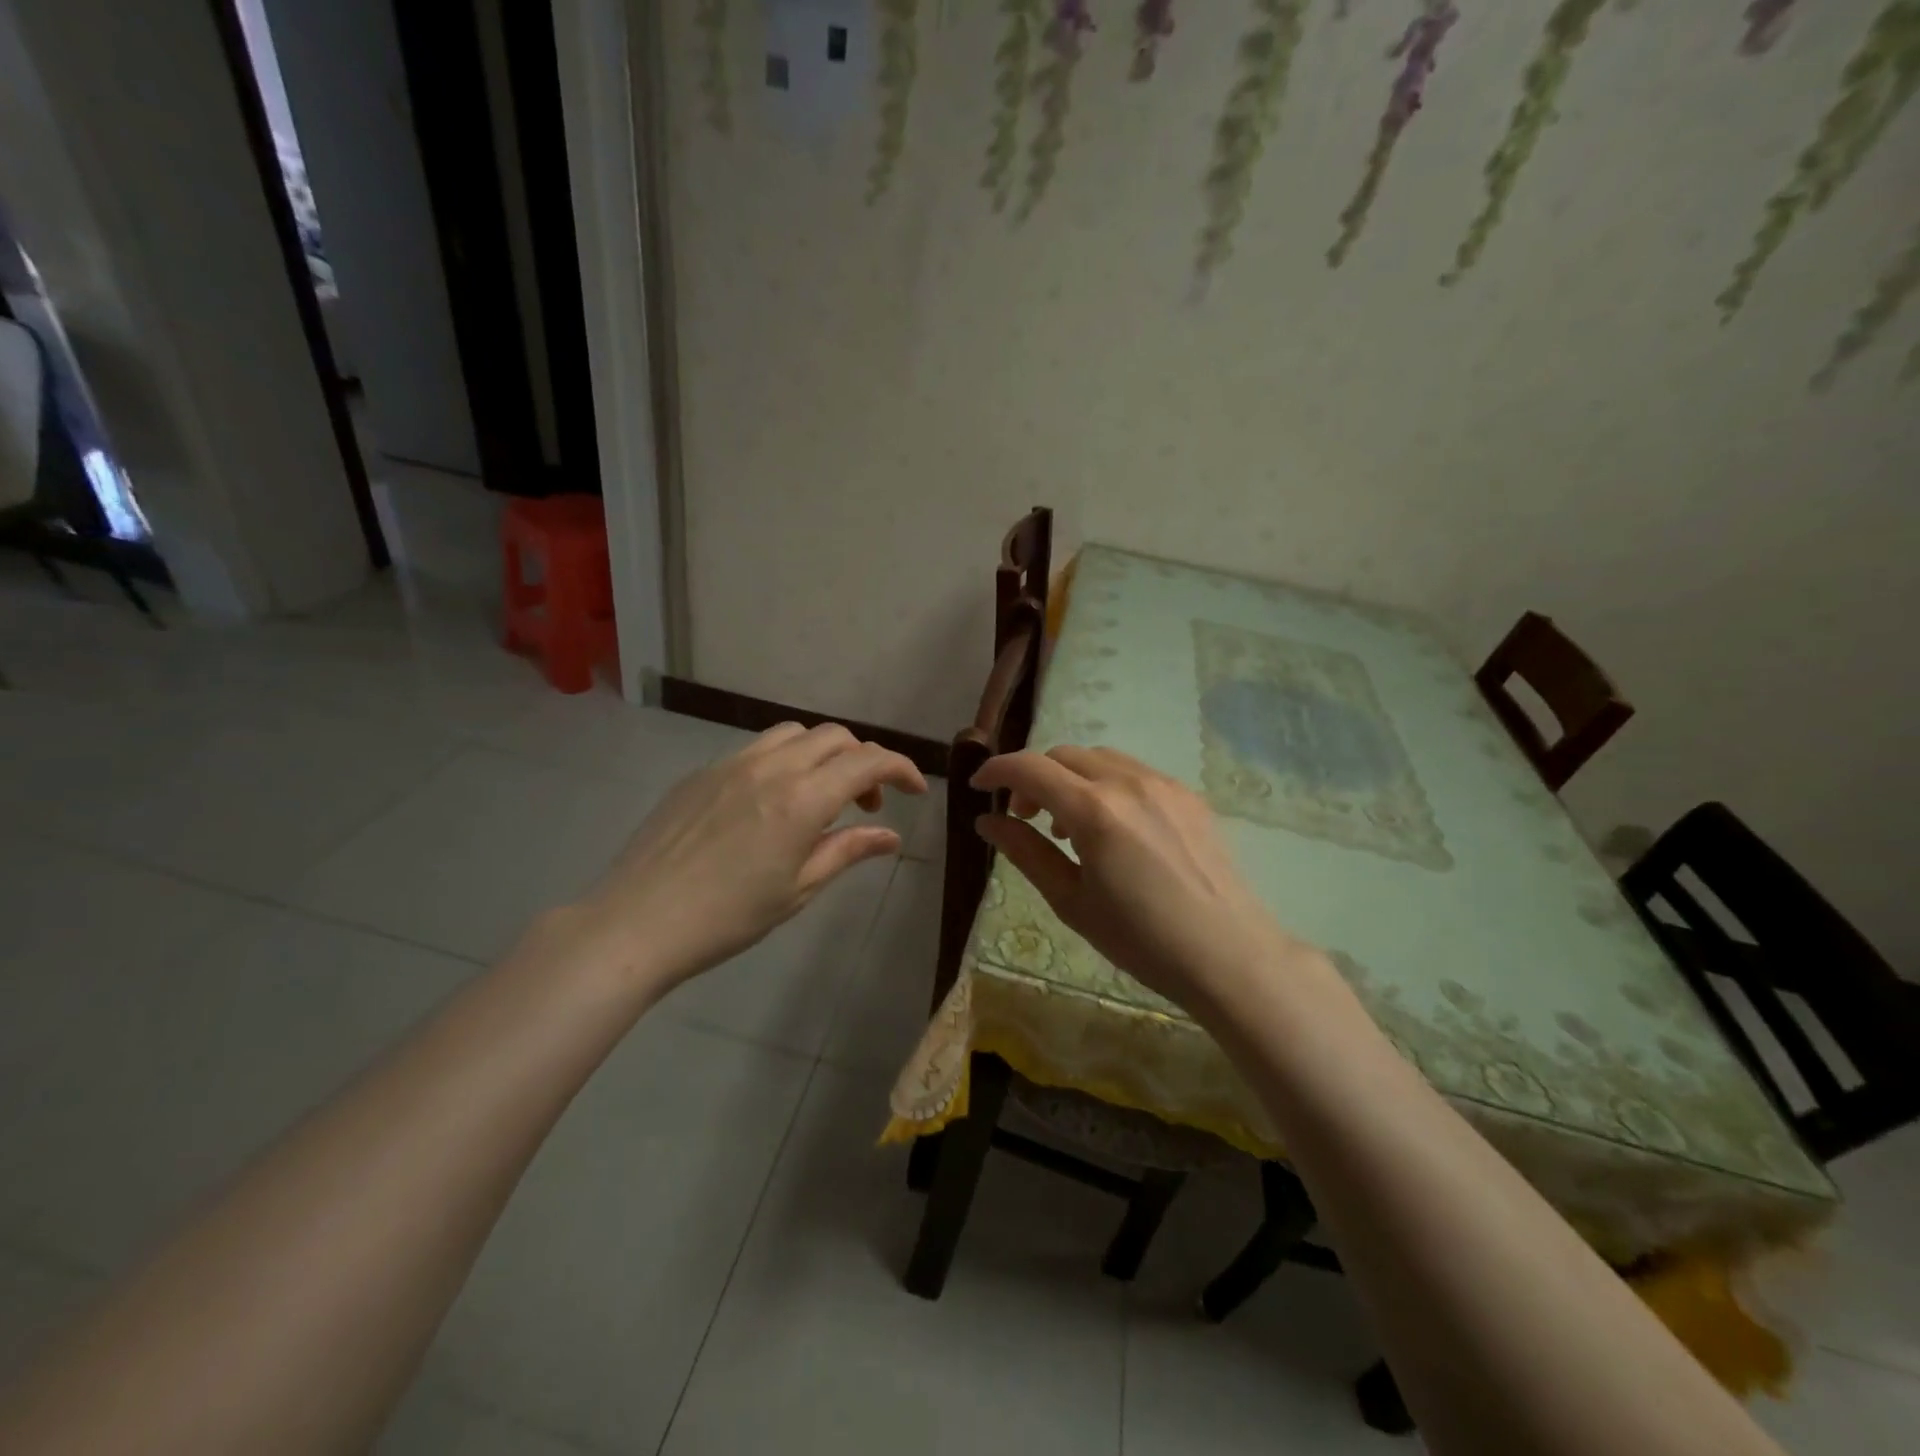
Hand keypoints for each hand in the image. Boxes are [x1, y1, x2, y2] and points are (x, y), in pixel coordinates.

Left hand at [575, 723, 926, 990]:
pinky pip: (756, 749)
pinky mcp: (702, 772)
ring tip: (820, 796)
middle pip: (834, 737)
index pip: (867, 761)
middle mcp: (771, 767)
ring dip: (822, 754)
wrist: (637, 922)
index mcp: (801, 799)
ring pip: (794, 734)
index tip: (915, 791)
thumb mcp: (798, 889)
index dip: (901, 769)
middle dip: (863, 761)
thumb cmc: (727, 917)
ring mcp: (731, 764)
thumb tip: (891, 837)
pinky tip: (772, 802)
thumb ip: (847, 851)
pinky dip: (784, 761)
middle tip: (866, 804)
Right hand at [973, 746, 1315, 1014]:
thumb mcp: (1071, 901)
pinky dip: (1106, 784)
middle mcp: (1128, 782)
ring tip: (1069, 826)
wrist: (1228, 954)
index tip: (978, 786)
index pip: (1030, 768)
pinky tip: (1113, 827)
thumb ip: (1026, 852)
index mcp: (1094, 810)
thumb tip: (987, 822)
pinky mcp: (1189, 795)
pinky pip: (1134, 772)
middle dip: (1033, 777)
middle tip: (1025, 818)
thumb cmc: (1141, 939)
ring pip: (1100, 758)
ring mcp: (1164, 784)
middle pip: (1063, 755)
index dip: (997, 770)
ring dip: (1070, 778)